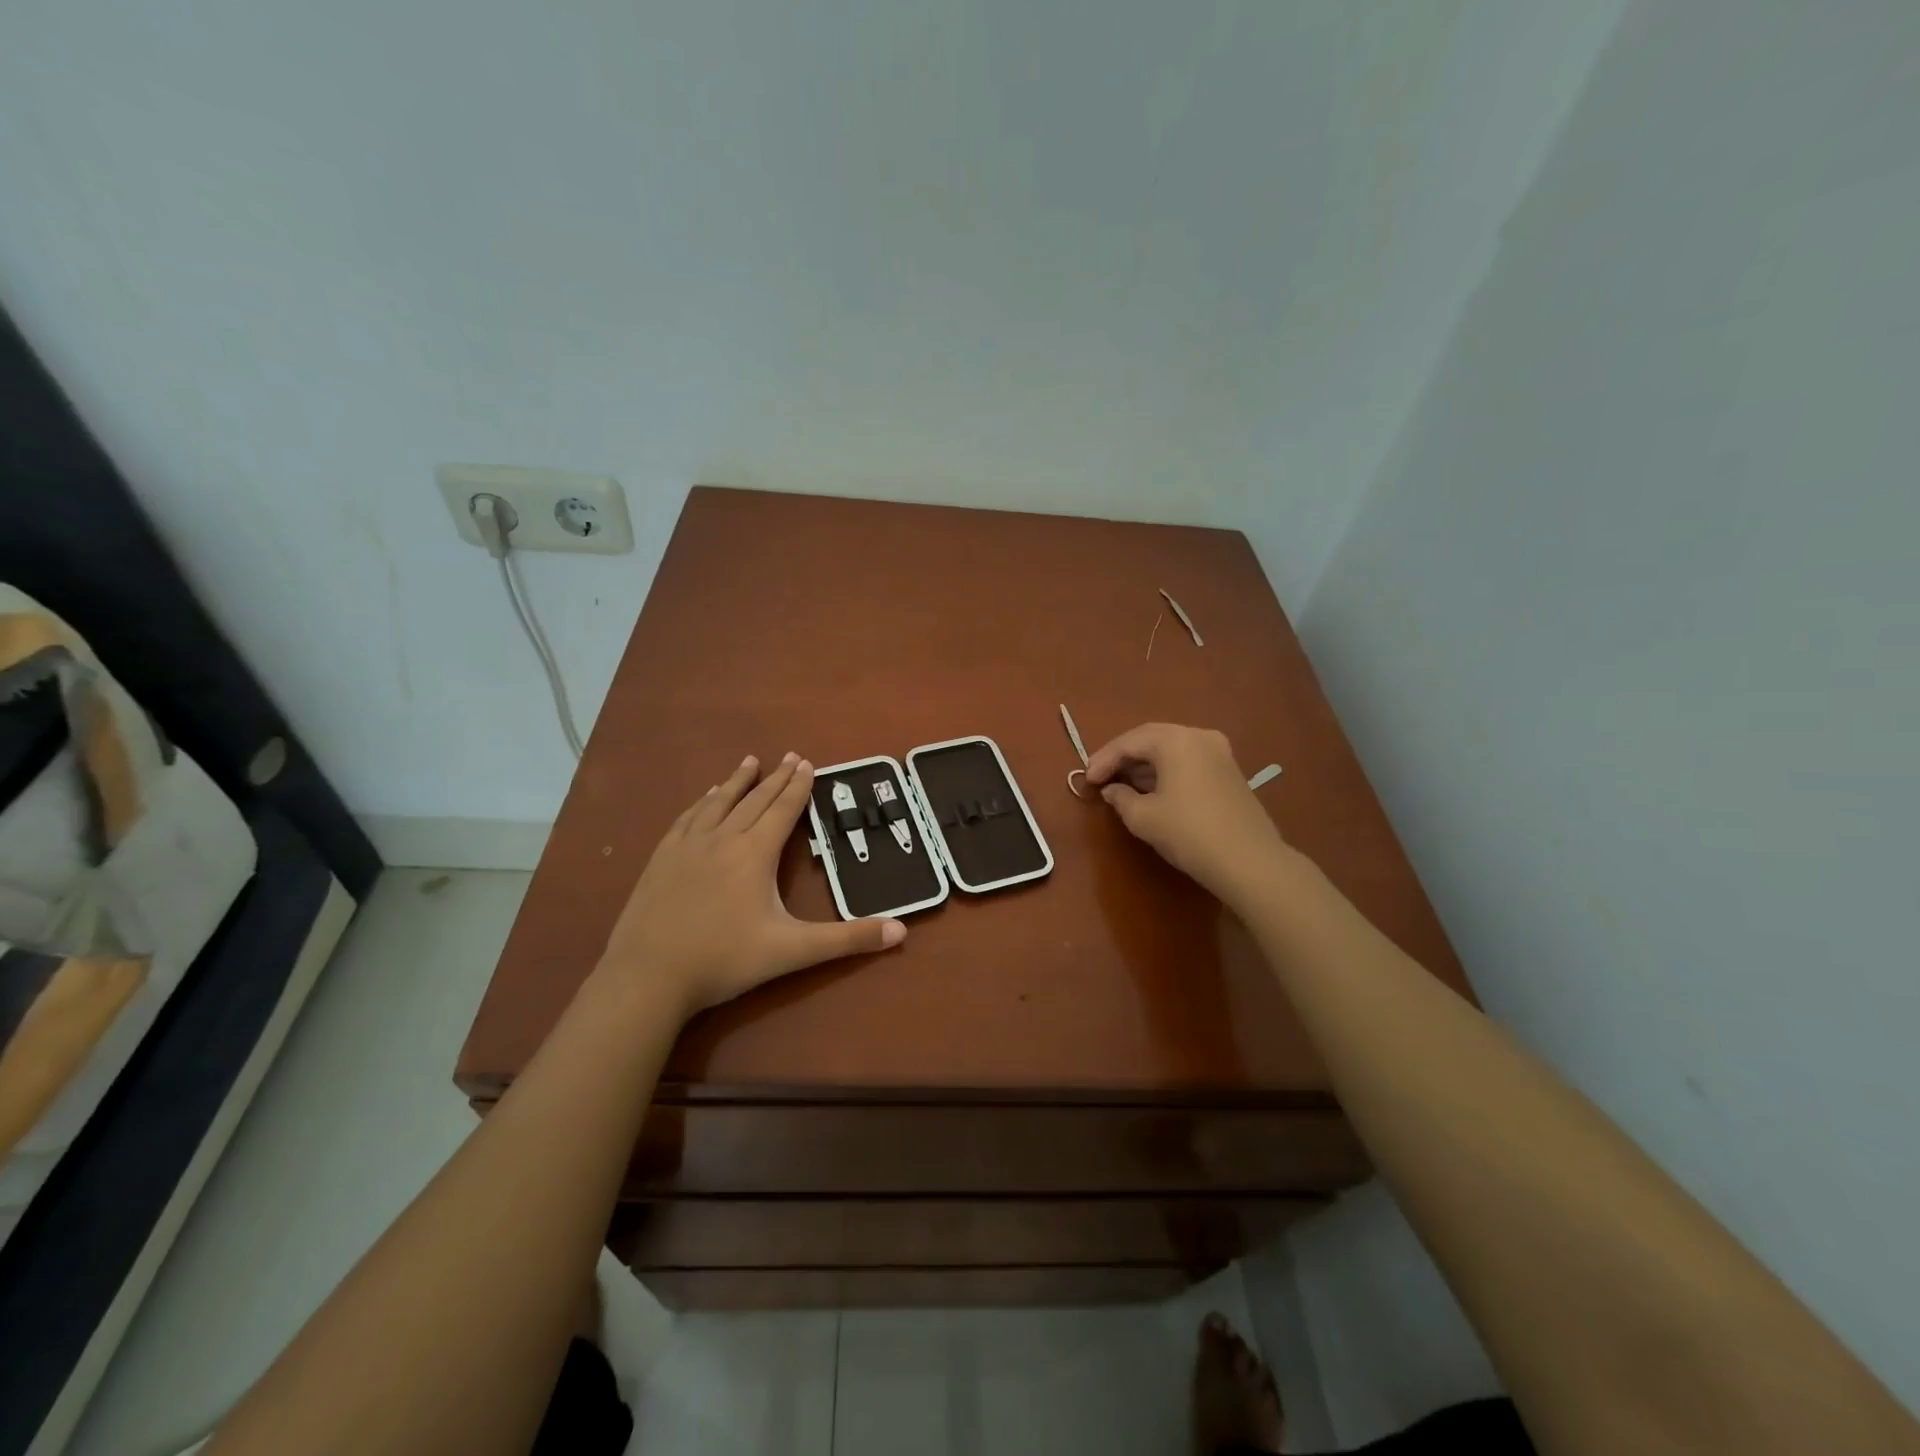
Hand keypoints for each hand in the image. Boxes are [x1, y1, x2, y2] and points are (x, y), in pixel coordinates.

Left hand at [596, 752, 905, 1019]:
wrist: (647, 977)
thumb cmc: (724, 961)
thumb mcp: (793, 951)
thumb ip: (847, 940)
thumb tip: (901, 931)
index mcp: (755, 853)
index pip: (782, 810)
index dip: (798, 786)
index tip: (807, 762)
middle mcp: (722, 839)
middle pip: (755, 800)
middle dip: (776, 778)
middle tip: (791, 756)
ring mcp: (688, 847)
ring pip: (718, 803)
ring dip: (737, 781)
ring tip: (749, 762)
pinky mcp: (661, 859)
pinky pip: (687, 818)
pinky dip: (702, 802)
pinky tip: (705, 799)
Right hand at [1084, 723, 1289, 907]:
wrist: (1250, 861)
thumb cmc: (1189, 833)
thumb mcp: (1143, 817)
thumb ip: (1121, 798)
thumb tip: (1112, 791)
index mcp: (1176, 740)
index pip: (1129, 741)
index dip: (1103, 759)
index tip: (1086, 779)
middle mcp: (1199, 737)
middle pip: (1151, 739)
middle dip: (1123, 758)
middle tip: (1101, 777)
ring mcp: (1220, 753)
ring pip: (1172, 750)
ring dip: (1145, 765)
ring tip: (1122, 786)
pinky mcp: (1230, 772)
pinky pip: (1188, 762)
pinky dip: (1166, 772)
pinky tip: (1152, 791)